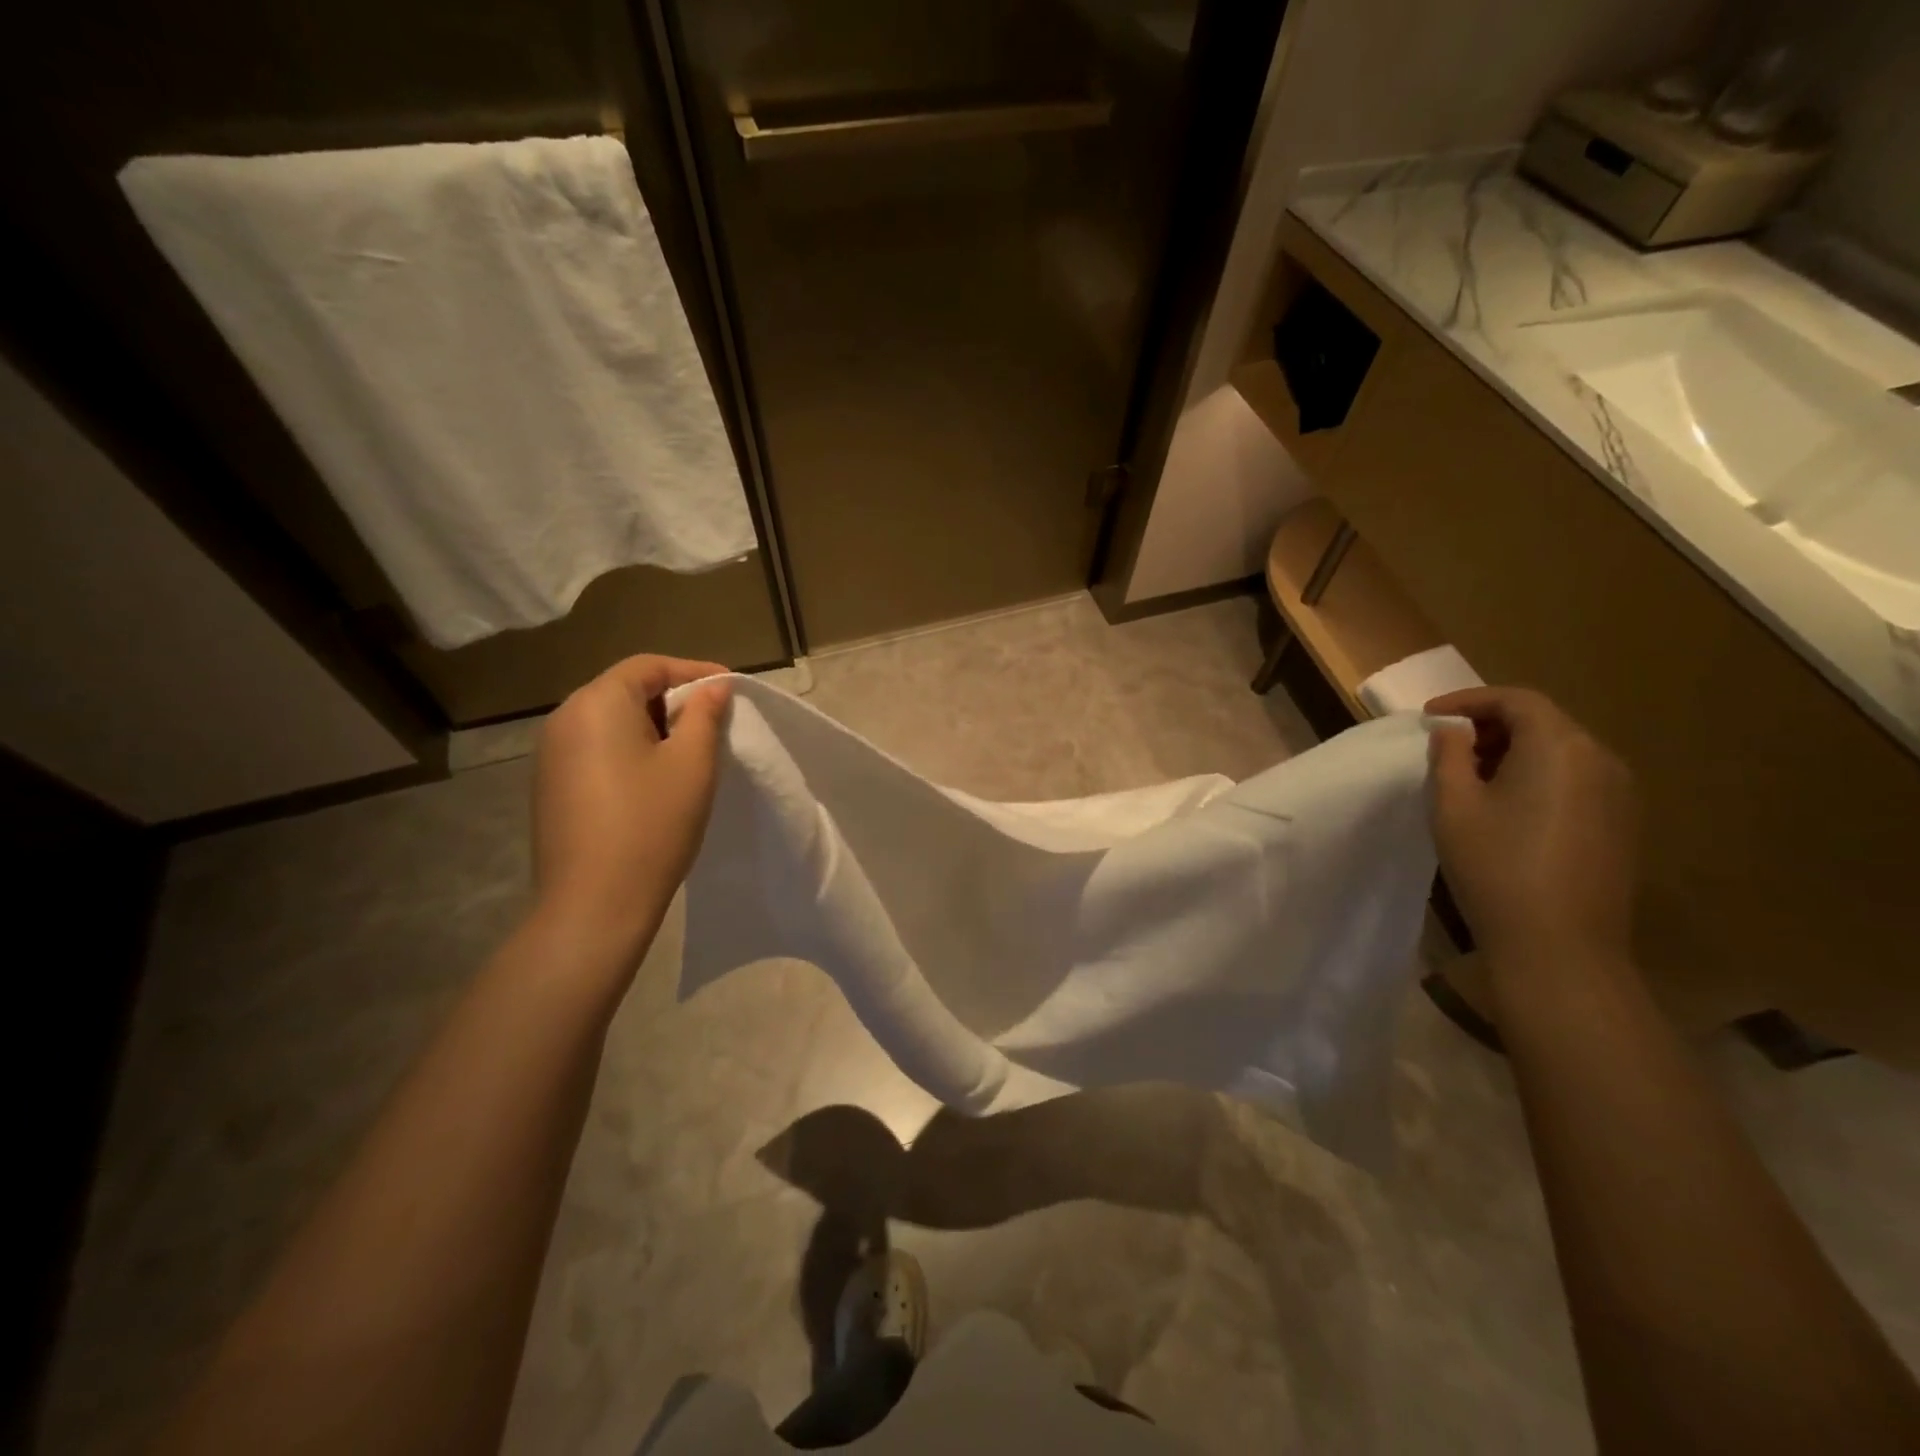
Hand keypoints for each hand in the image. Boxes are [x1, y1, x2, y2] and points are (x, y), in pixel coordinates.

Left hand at [531, 655, 732, 963]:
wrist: (594, 904)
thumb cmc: (652, 824)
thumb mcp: (692, 763)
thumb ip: (704, 714)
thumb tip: (712, 686)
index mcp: (596, 704)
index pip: (648, 666)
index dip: (693, 670)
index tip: (730, 688)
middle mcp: (564, 719)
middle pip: (625, 689)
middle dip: (672, 699)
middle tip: (713, 720)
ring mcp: (551, 755)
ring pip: (610, 721)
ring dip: (652, 726)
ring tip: (689, 751)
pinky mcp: (551, 786)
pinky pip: (596, 749)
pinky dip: (630, 750)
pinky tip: (655, 779)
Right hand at [1425, 686, 1638, 970]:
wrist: (1560, 946)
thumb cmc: (1496, 866)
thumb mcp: (1453, 805)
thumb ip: (1448, 755)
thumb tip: (1452, 731)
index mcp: (1560, 746)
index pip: (1516, 700)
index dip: (1468, 700)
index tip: (1428, 717)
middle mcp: (1601, 760)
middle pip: (1543, 722)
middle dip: (1490, 726)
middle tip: (1446, 748)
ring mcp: (1620, 794)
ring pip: (1561, 751)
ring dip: (1513, 752)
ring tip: (1471, 778)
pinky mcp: (1622, 825)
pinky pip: (1576, 780)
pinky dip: (1537, 776)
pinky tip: (1507, 808)